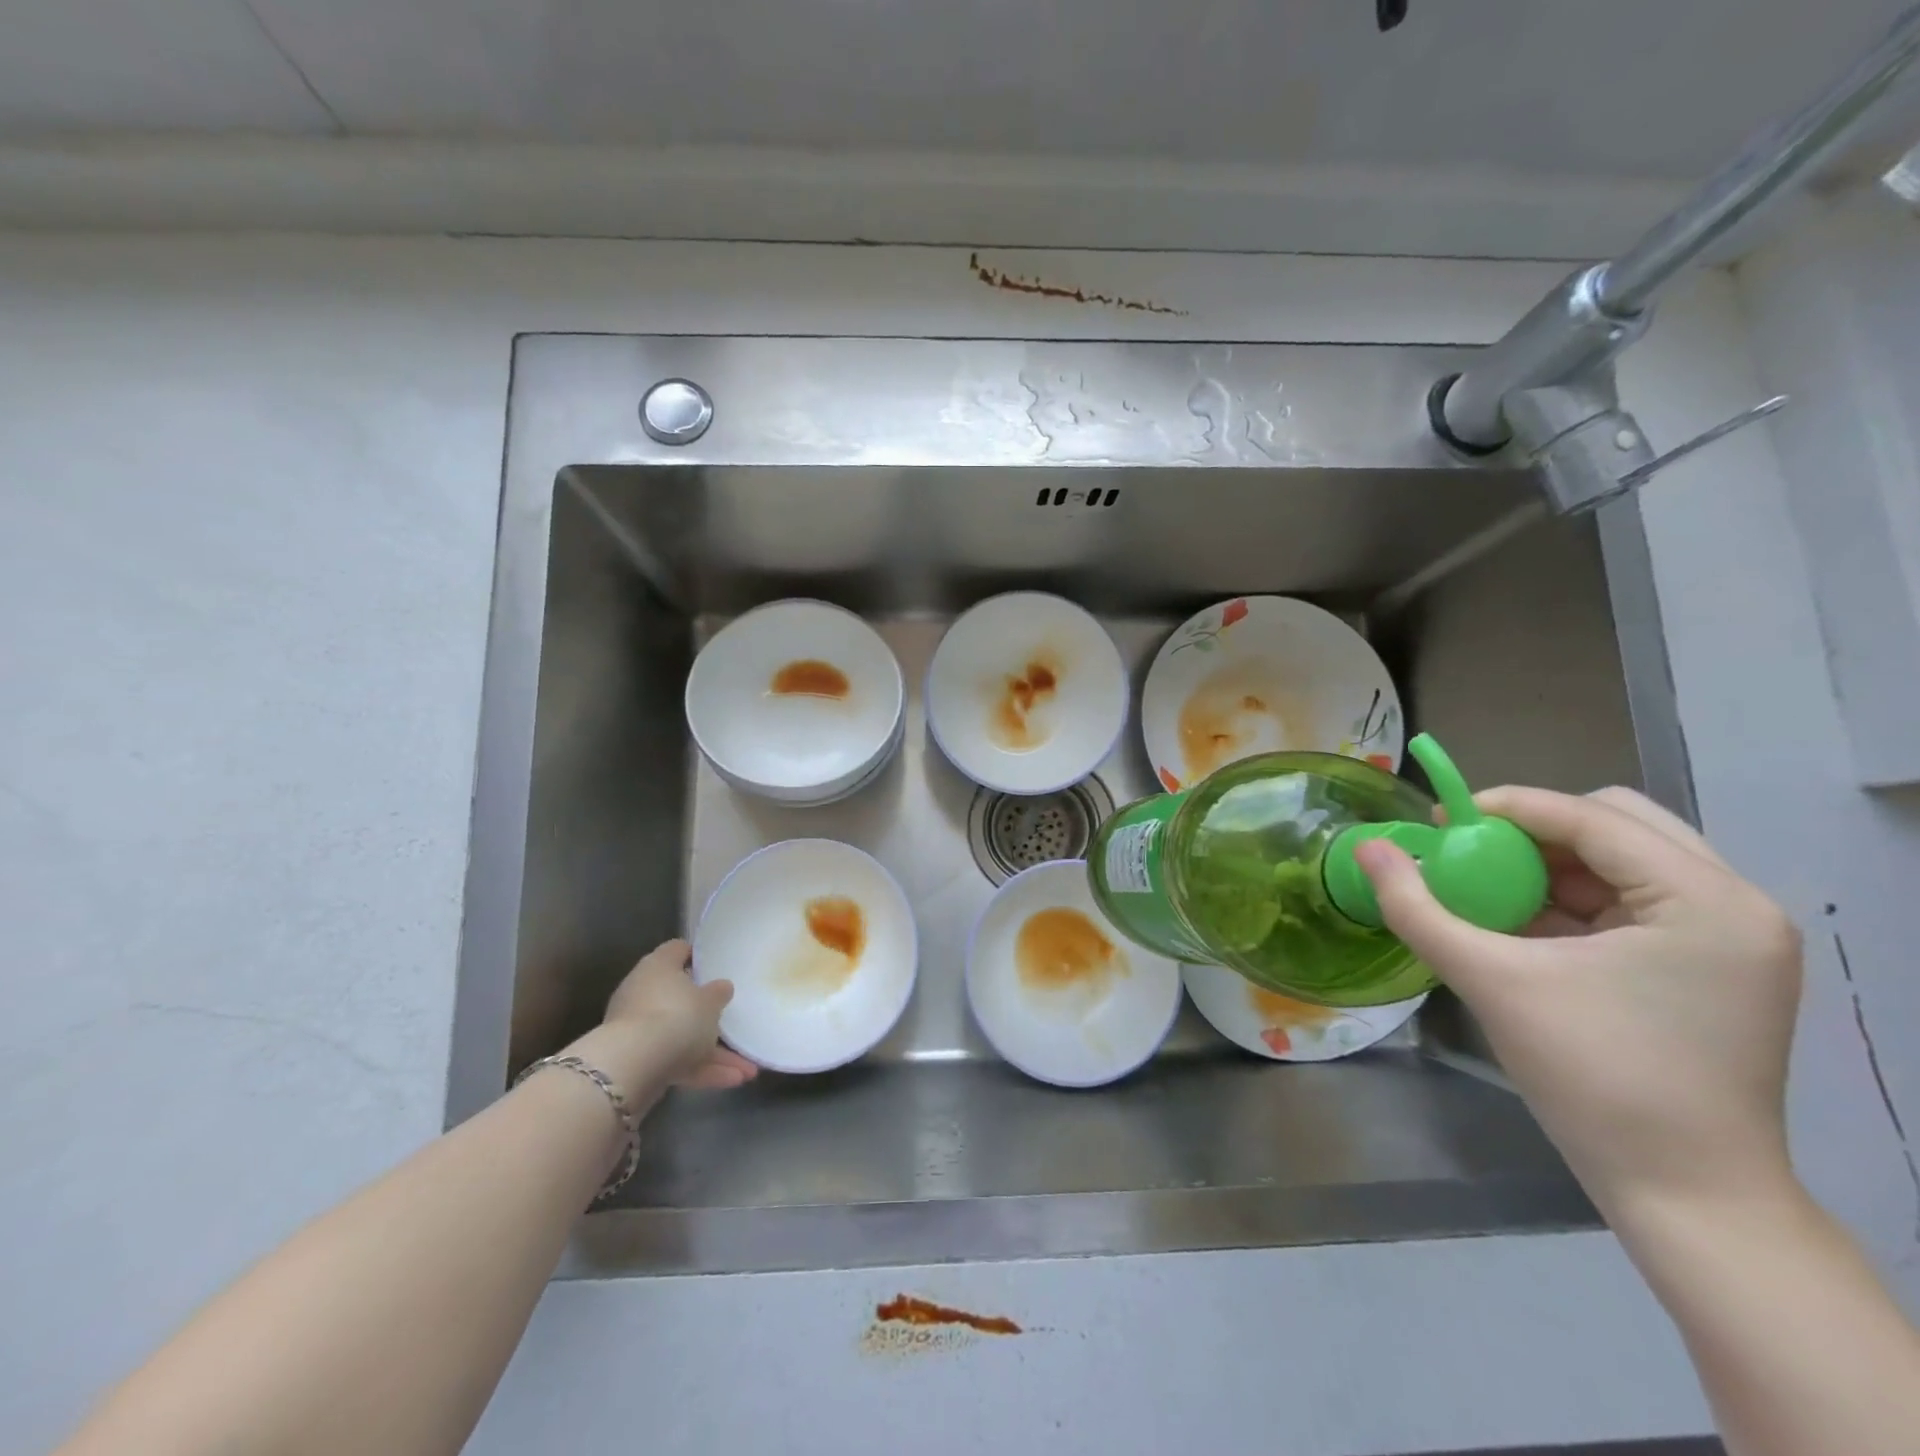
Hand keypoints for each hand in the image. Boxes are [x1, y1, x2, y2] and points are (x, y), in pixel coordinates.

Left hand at [567, 940, 756, 1101]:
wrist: (634, 1066)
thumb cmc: (678, 1016)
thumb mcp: (711, 1002)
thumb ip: (718, 994)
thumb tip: (721, 986)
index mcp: (658, 967)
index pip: (678, 951)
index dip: (697, 956)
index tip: (717, 966)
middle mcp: (643, 993)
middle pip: (679, 998)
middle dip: (708, 1015)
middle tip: (733, 1020)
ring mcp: (638, 1029)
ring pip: (681, 1036)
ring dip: (714, 1053)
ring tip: (747, 1070)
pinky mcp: (637, 1061)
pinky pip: (676, 1061)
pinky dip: (701, 1070)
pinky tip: (732, 1080)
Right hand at [1355, 786, 1801, 1215]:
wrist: (1684, 1194)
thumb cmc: (1594, 1078)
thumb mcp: (1491, 980)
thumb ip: (1417, 907)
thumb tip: (1366, 847)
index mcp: (1706, 901)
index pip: (1594, 817)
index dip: (1508, 807)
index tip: (1440, 822)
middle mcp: (1736, 904)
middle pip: (1620, 823)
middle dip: (1535, 830)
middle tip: (1472, 853)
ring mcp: (1732, 937)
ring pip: (1626, 858)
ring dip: (1551, 862)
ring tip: (1490, 887)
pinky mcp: (1714, 965)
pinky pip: (1632, 899)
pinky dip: (1572, 897)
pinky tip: (1523, 921)